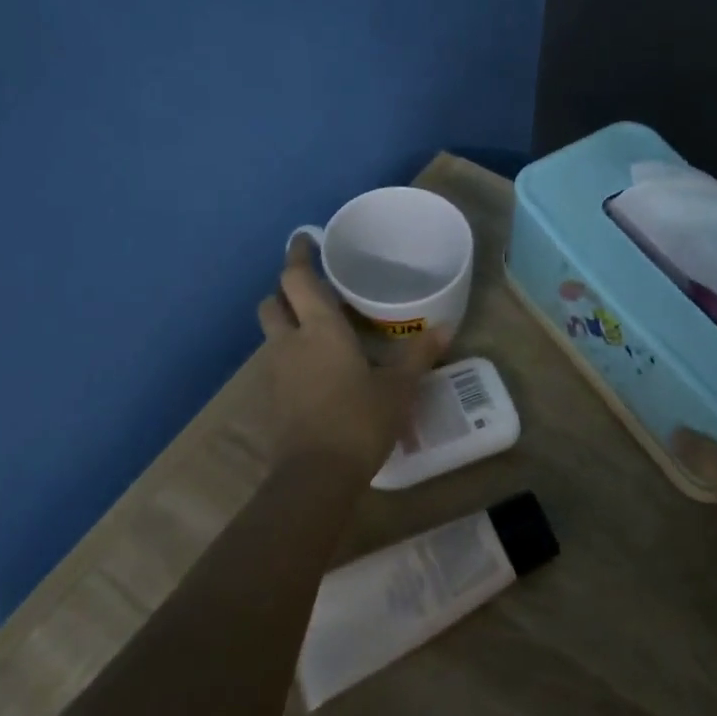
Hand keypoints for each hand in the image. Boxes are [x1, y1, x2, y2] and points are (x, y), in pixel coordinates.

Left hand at [256, 236, 443, 475]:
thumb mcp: (399, 387)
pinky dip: (290, 356)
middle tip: (314, 292)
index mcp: (320, 329)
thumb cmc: (360, 420)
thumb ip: (419, 355)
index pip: (297, 279)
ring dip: (287, 324)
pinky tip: (315, 372)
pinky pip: (276, 363)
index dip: (298, 255)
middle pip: (273, 302)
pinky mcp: (271, 399)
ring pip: (272, 334)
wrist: (316, 475)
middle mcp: (289, 342)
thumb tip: (446, 328)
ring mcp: (275, 372)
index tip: (304, 240)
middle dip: (287, 291)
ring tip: (319, 332)